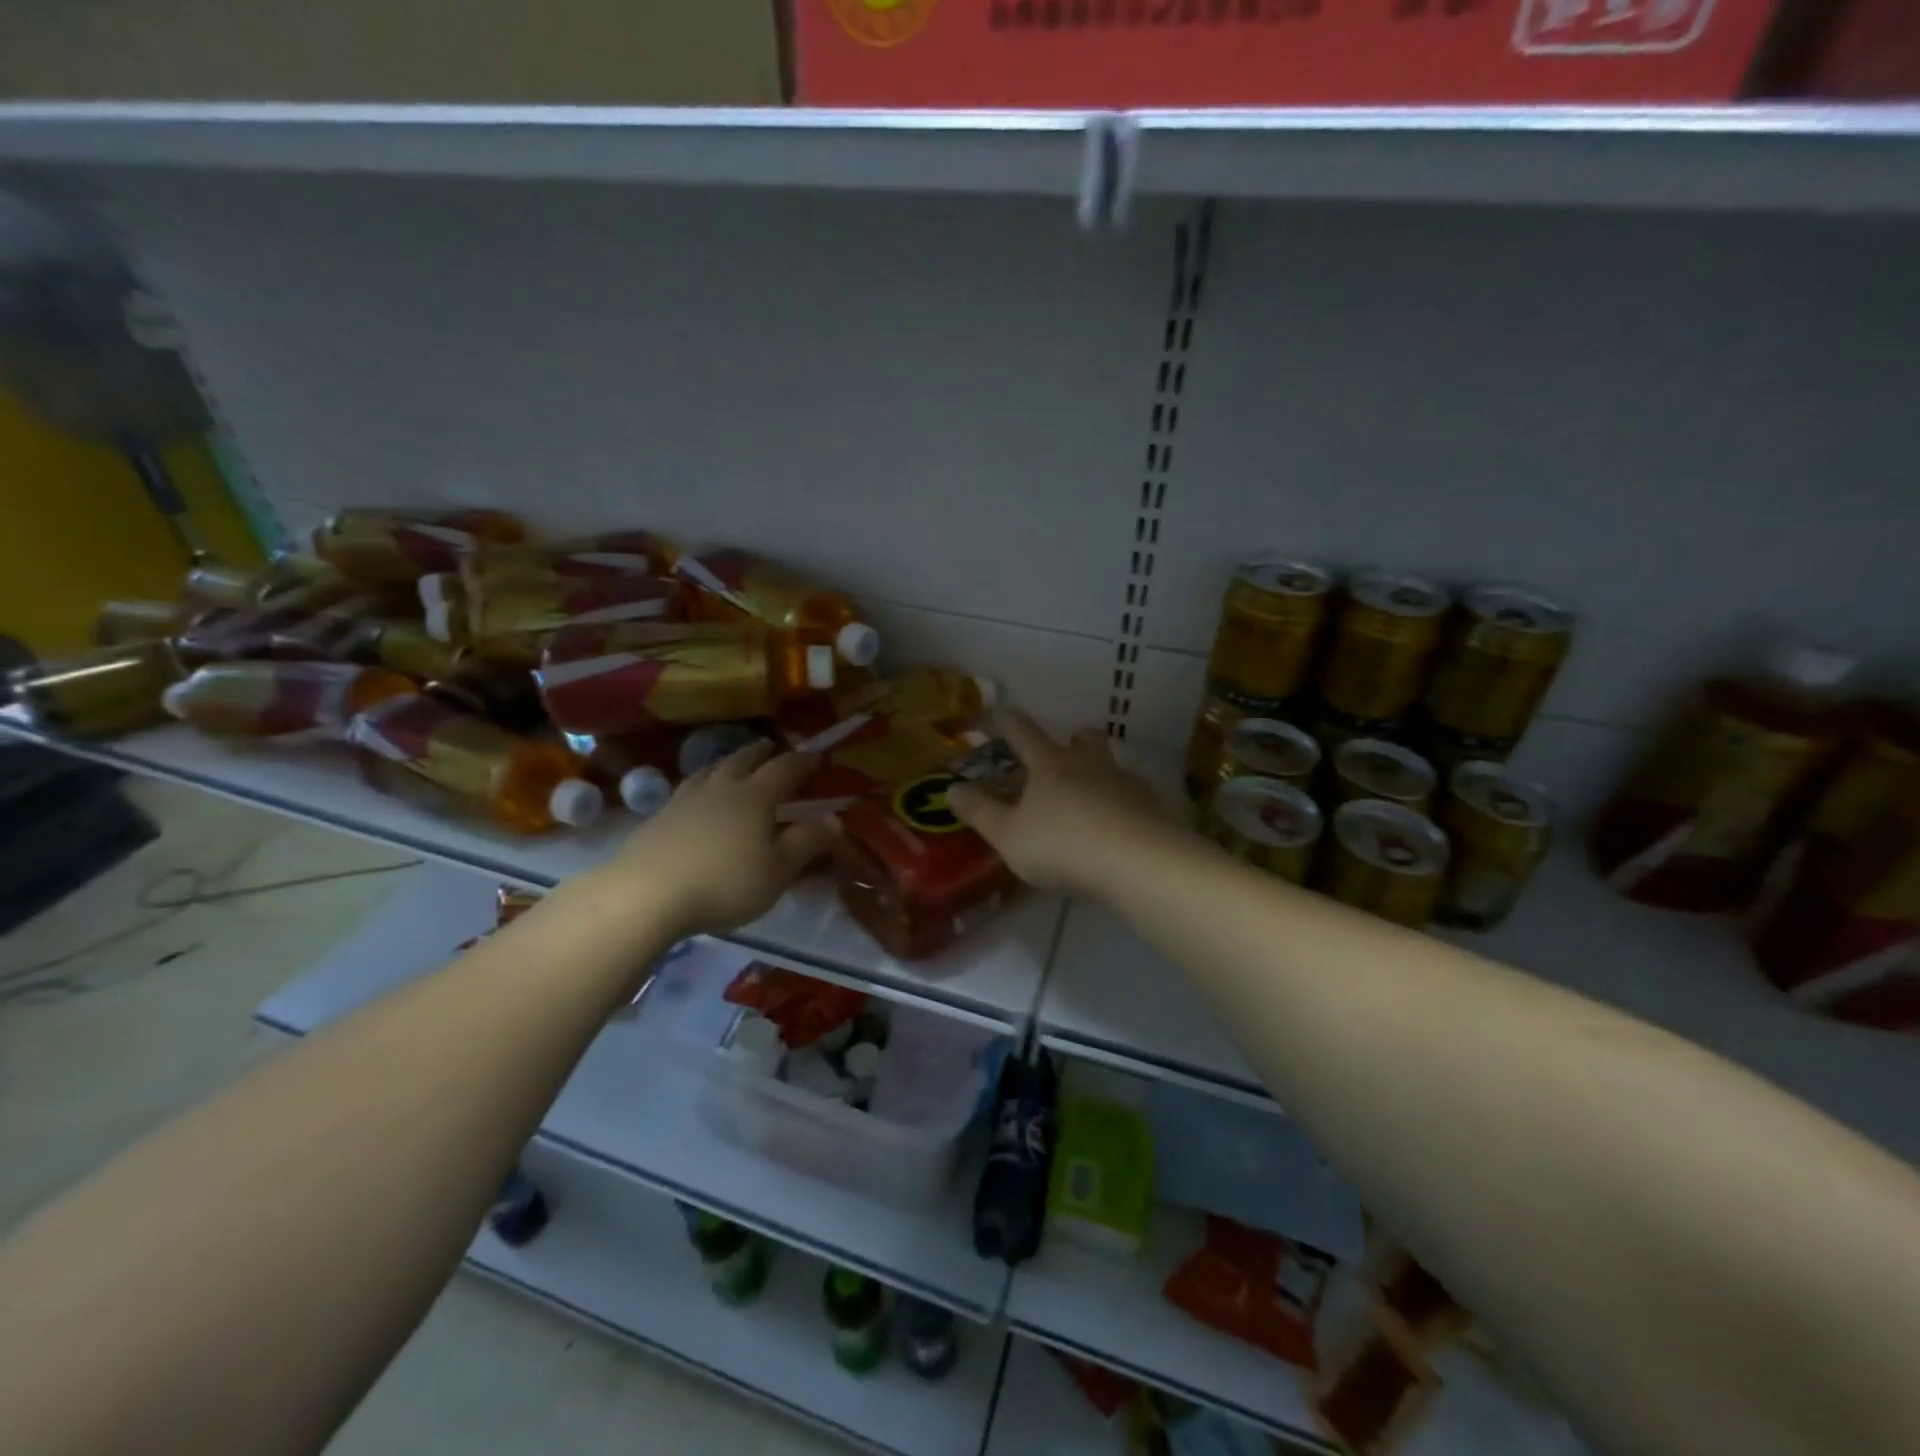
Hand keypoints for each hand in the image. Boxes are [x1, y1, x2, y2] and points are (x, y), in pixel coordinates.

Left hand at [604, 742, 836, 938]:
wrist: (646, 894)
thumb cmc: (724, 883)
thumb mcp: (777, 871)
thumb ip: (807, 843)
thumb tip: (836, 819)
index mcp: (755, 797)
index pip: (785, 769)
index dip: (803, 761)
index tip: (817, 757)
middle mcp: (721, 789)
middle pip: (743, 760)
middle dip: (761, 752)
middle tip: (772, 747)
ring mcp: (684, 800)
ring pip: (710, 770)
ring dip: (727, 762)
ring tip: (732, 763)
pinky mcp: (658, 818)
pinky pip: (686, 789)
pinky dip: (700, 784)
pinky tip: (695, 796)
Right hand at [947, 710, 1172, 895]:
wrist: (1137, 861)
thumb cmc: (1062, 845)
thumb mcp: (1009, 835)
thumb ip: (981, 812)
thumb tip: (951, 788)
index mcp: (1050, 766)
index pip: (1025, 735)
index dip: (1011, 722)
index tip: (1003, 710)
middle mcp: (1089, 765)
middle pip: (1083, 739)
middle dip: (1073, 738)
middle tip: (1067, 745)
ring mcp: (1124, 783)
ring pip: (1111, 764)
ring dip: (1100, 770)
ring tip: (1093, 791)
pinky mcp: (1151, 806)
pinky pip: (1132, 796)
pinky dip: (1122, 803)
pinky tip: (1119, 824)